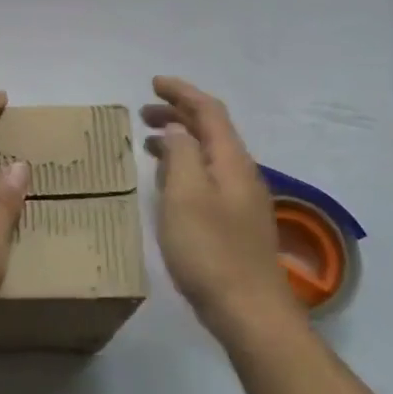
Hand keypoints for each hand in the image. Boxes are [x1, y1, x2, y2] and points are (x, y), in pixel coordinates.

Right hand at [142, 76, 290, 342]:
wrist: (249, 311)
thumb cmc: (210, 249)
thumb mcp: (185, 195)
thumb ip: (180, 154)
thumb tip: (175, 130)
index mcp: (232, 160)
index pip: (209, 111)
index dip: (182, 92)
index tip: (154, 82)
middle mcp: (242, 173)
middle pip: (211, 131)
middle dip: (178, 114)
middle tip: (143, 112)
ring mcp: (242, 200)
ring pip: (209, 155)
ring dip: (180, 141)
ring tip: (148, 143)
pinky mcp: (236, 223)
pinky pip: (208, 178)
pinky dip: (185, 168)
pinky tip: (168, 184)